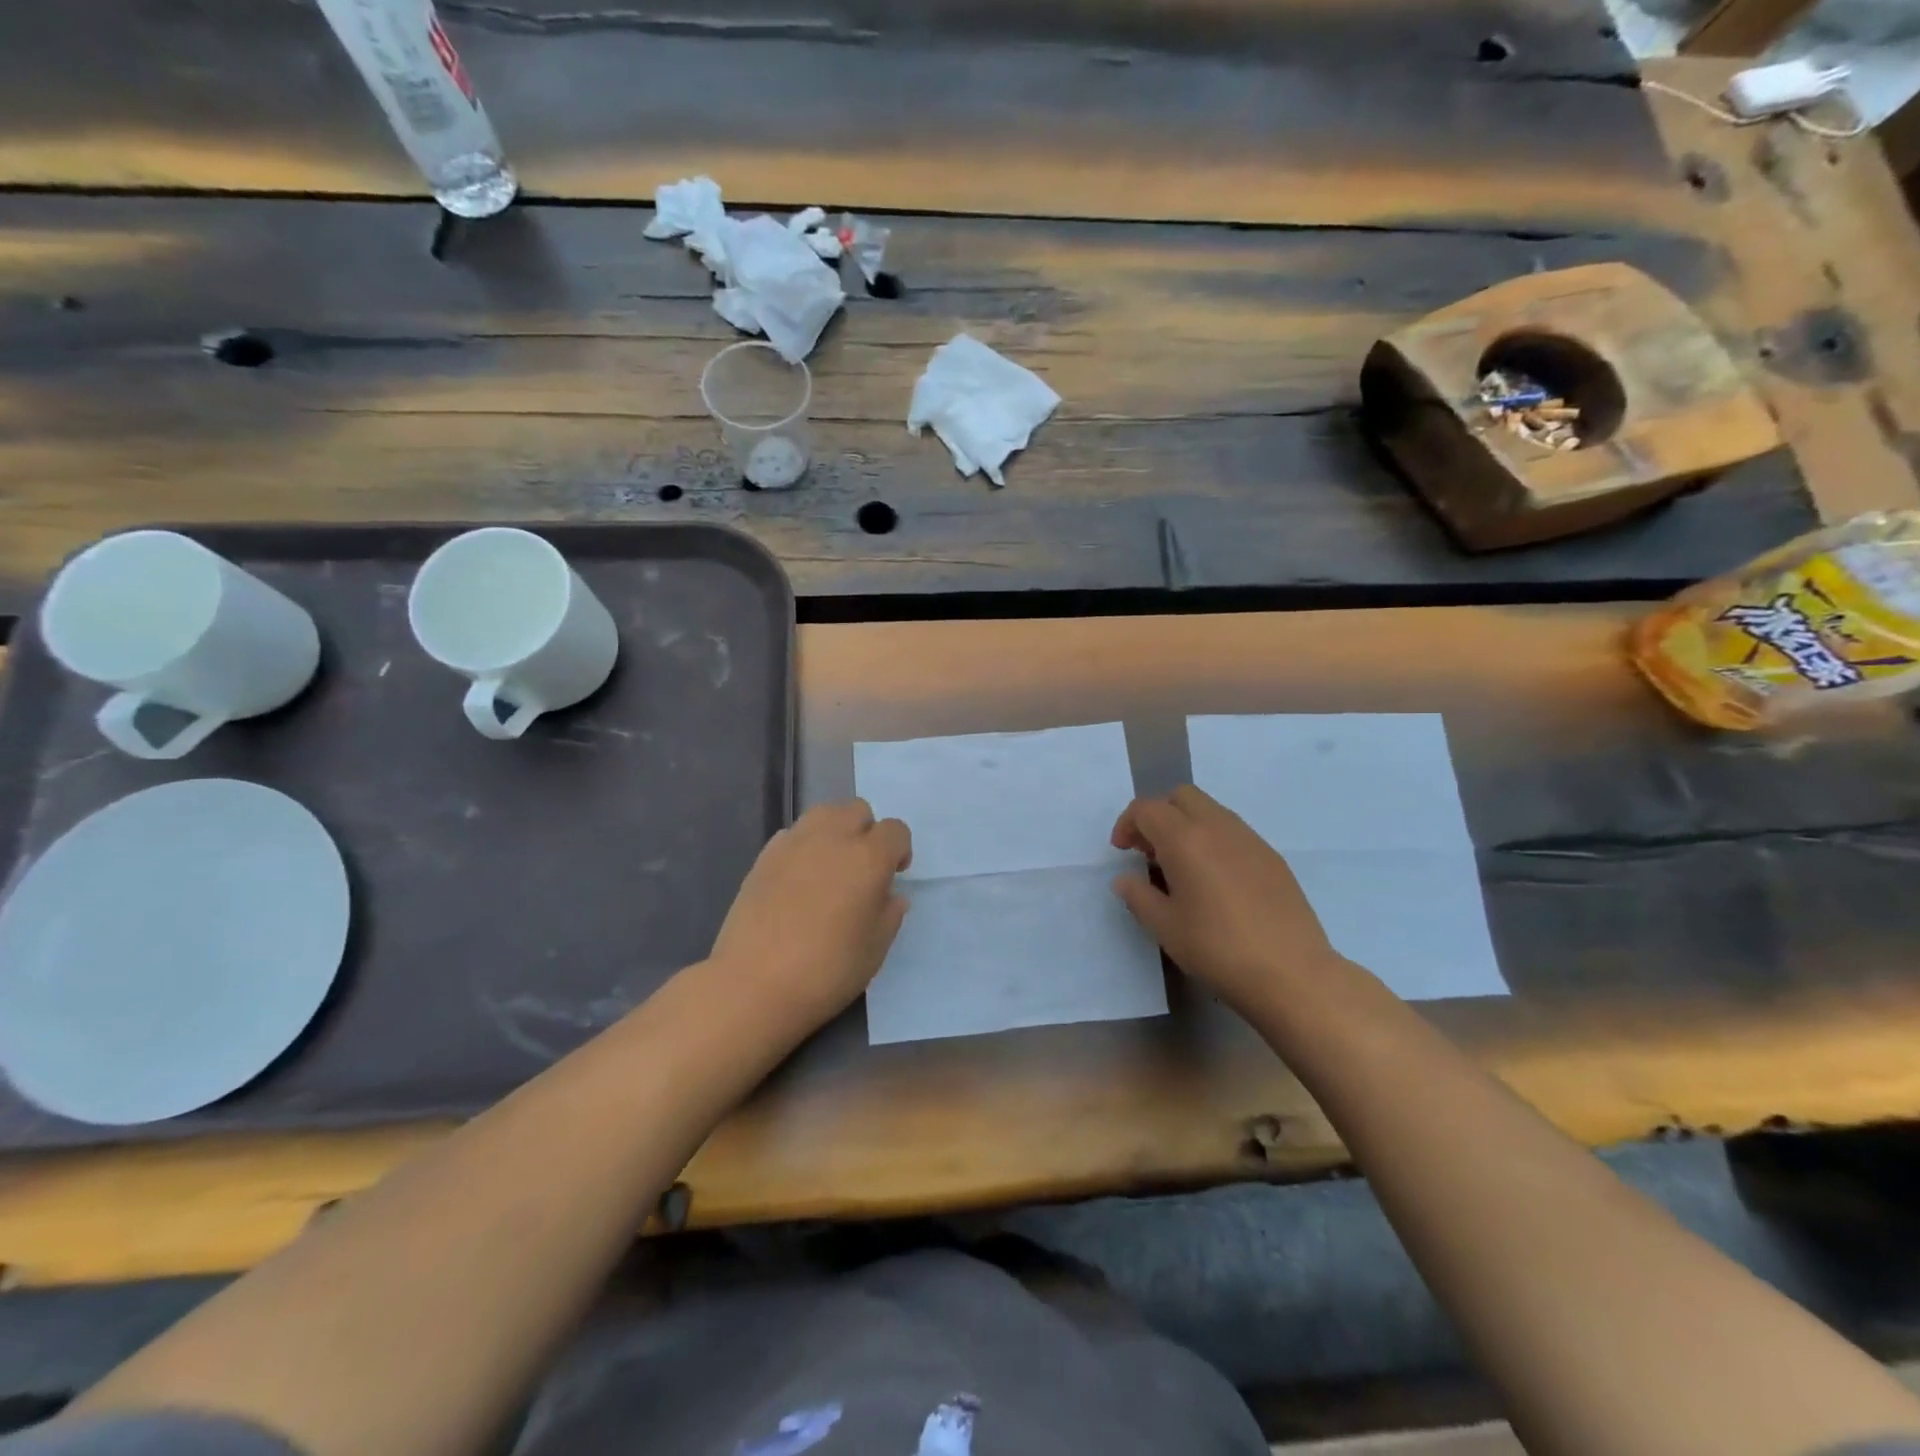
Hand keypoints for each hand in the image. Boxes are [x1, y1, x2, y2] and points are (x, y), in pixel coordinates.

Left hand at [708, 800, 911, 1033]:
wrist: (753, 985)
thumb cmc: (826, 971)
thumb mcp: (875, 950)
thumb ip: (889, 914)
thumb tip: (891, 895)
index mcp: (867, 858)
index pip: (895, 830)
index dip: (900, 850)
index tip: (894, 876)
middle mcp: (832, 839)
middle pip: (857, 810)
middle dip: (867, 832)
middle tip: (862, 869)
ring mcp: (793, 843)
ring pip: (823, 813)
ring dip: (835, 831)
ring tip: (831, 868)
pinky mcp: (764, 856)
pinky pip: (793, 834)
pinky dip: (804, 846)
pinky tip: (799, 880)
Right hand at [1111, 785, 1341, 1013]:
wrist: (1291, 973)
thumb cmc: (1217, 948)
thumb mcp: (1164, 926)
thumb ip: (1138, 896)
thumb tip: (1125, 879)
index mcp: (1185, 839)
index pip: (1146, 809)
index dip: (1127, 824)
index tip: (1122, 853)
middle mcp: (1217, 826)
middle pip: (1180, 796)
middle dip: (1158, 814)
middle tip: (1149, 852)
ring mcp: (1250, 838)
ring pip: (1210, 809)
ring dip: (1187, 825)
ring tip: (1181, 867)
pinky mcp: (1272, 856)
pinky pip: (1233, 831)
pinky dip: (1213, 840)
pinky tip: (1215, 880)